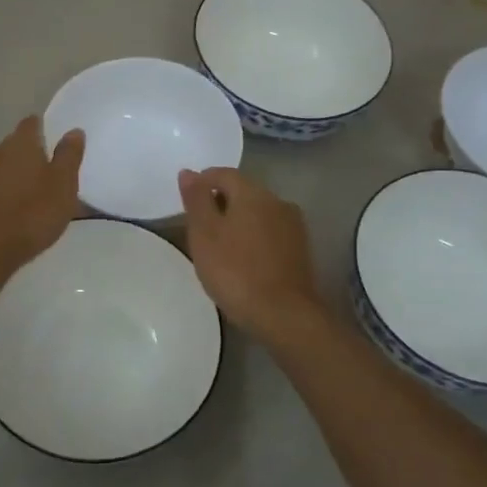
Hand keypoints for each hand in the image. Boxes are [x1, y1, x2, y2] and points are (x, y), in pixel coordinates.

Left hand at [0, 117, 84, 276]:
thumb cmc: (33, 212)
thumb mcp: (63, 184)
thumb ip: (69, 155)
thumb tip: (73, 131)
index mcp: (20, 143)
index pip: (32, 123)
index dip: (46, 129)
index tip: (59, 144)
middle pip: (17, 144)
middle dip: (34, 154)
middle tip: (54, 173)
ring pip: (5, 166)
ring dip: (20, 175)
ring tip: (38, 195)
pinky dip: (8, 192)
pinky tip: (19, 211)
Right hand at [177, 167, 322, 338]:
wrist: (283, 314)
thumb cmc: (235, 271)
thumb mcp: (204, 234)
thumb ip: (196, 200)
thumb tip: (189, 172)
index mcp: (253, 193)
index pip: (223, 174)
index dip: (202, 182)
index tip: (186, 202)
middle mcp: (277, 201)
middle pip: (243, 192)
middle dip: (220, 203)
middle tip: (198, 227)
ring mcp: (293, 226)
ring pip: (258, 213)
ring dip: (238, 221)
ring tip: (219, 246)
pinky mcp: (300, 249)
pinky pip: (270, 232)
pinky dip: (253, 237)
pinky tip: (242, 259)